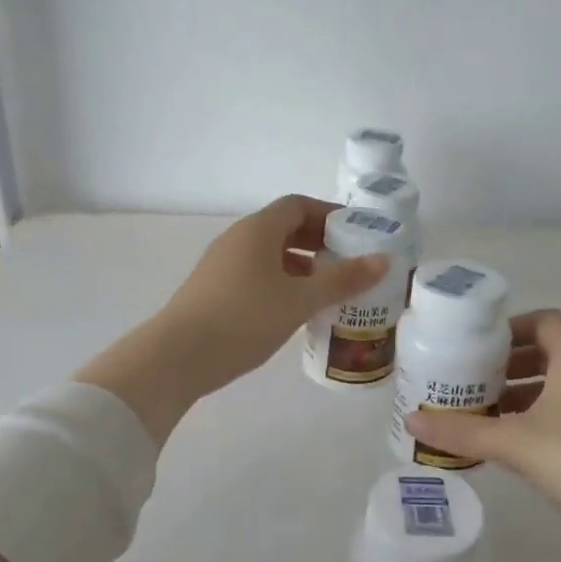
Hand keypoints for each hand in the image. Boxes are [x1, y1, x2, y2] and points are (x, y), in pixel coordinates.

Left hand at [78, 195, 386, 442]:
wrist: (177, 356)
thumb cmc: (244, 319)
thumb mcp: (300, 300)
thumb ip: (342, 280)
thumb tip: (383, 260)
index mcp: (258, 229)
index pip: (298, 205)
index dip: (330, 215)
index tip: (358, 234)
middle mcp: (238, 239)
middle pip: (284, 229)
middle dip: (319, 243)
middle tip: (350, 264)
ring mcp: (222, 265)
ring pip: (270, 255)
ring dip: (301, 267)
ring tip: (329, 291)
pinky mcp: (214, 290)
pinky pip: (257, 275)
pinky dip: (282, 284)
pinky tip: (296, 311)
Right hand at [405, 310, 560, 537]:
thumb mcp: (515, 443)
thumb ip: (461, 431)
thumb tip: (409, 419)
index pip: (544, 320)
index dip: (508, 328)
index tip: (474, 347)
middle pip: (550, 353)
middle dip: (508, 365)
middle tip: (470, 382)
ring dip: (524, 395)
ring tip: (485, 415)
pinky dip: (543, 419)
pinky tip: (518, 447)